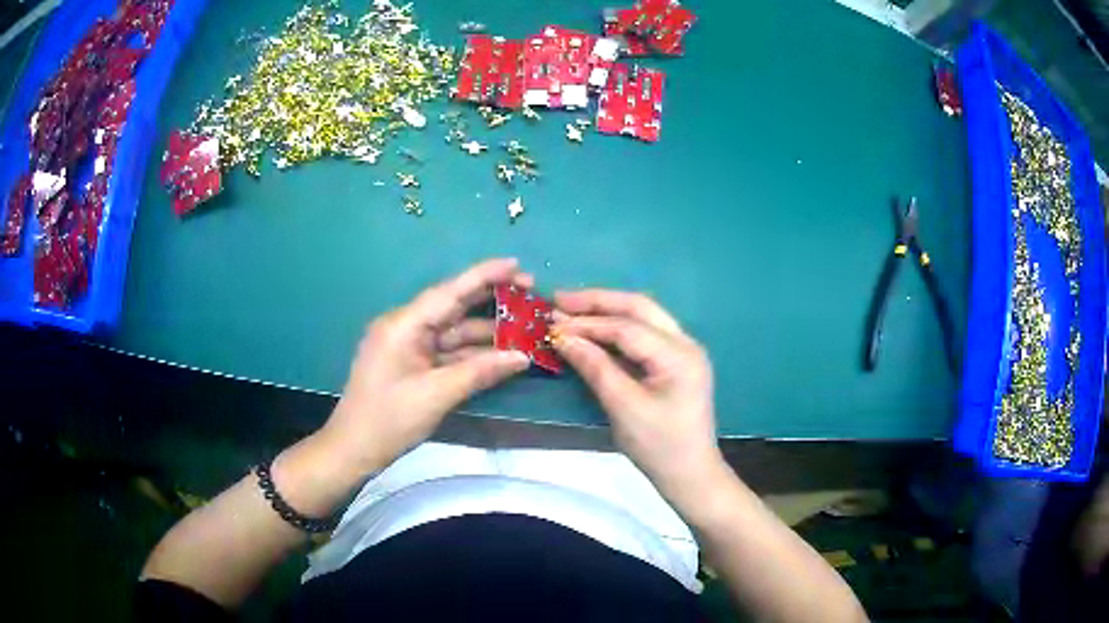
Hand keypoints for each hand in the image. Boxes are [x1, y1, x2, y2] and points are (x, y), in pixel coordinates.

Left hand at [320, 259, 531, 473]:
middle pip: (453, 307)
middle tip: (530, 291)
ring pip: (454, 332)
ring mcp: (409, 347)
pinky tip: (501, 352)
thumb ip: (480, 372)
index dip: (484, 276)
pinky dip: (473, 353)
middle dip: (490, 300)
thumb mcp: (436, 395)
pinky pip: (447, 352)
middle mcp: (406, 328)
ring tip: (526, 325)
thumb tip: (522, 356)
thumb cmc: (389, 420)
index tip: (516, 263)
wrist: (354, 449)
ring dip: (486, 331)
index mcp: (403, 325)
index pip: (449, 292)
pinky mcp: (413, 365)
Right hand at [551, 289, 723, 500]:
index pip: (627, 327)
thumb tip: (563, 337)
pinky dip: (617, 329)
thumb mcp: (624, 408)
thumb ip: (595, 368)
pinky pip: (645, 334)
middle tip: (559, 300)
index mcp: (678, 355)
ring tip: (571, 309)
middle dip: (598, 302)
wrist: (690, 474)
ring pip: (643, 316)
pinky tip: (594, 329)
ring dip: (607, 310)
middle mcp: (685, 342)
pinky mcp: (676, 362)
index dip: (587, 323)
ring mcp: (683, 350)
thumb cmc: (659, 446)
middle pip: (638, 308)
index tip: (552, 323)